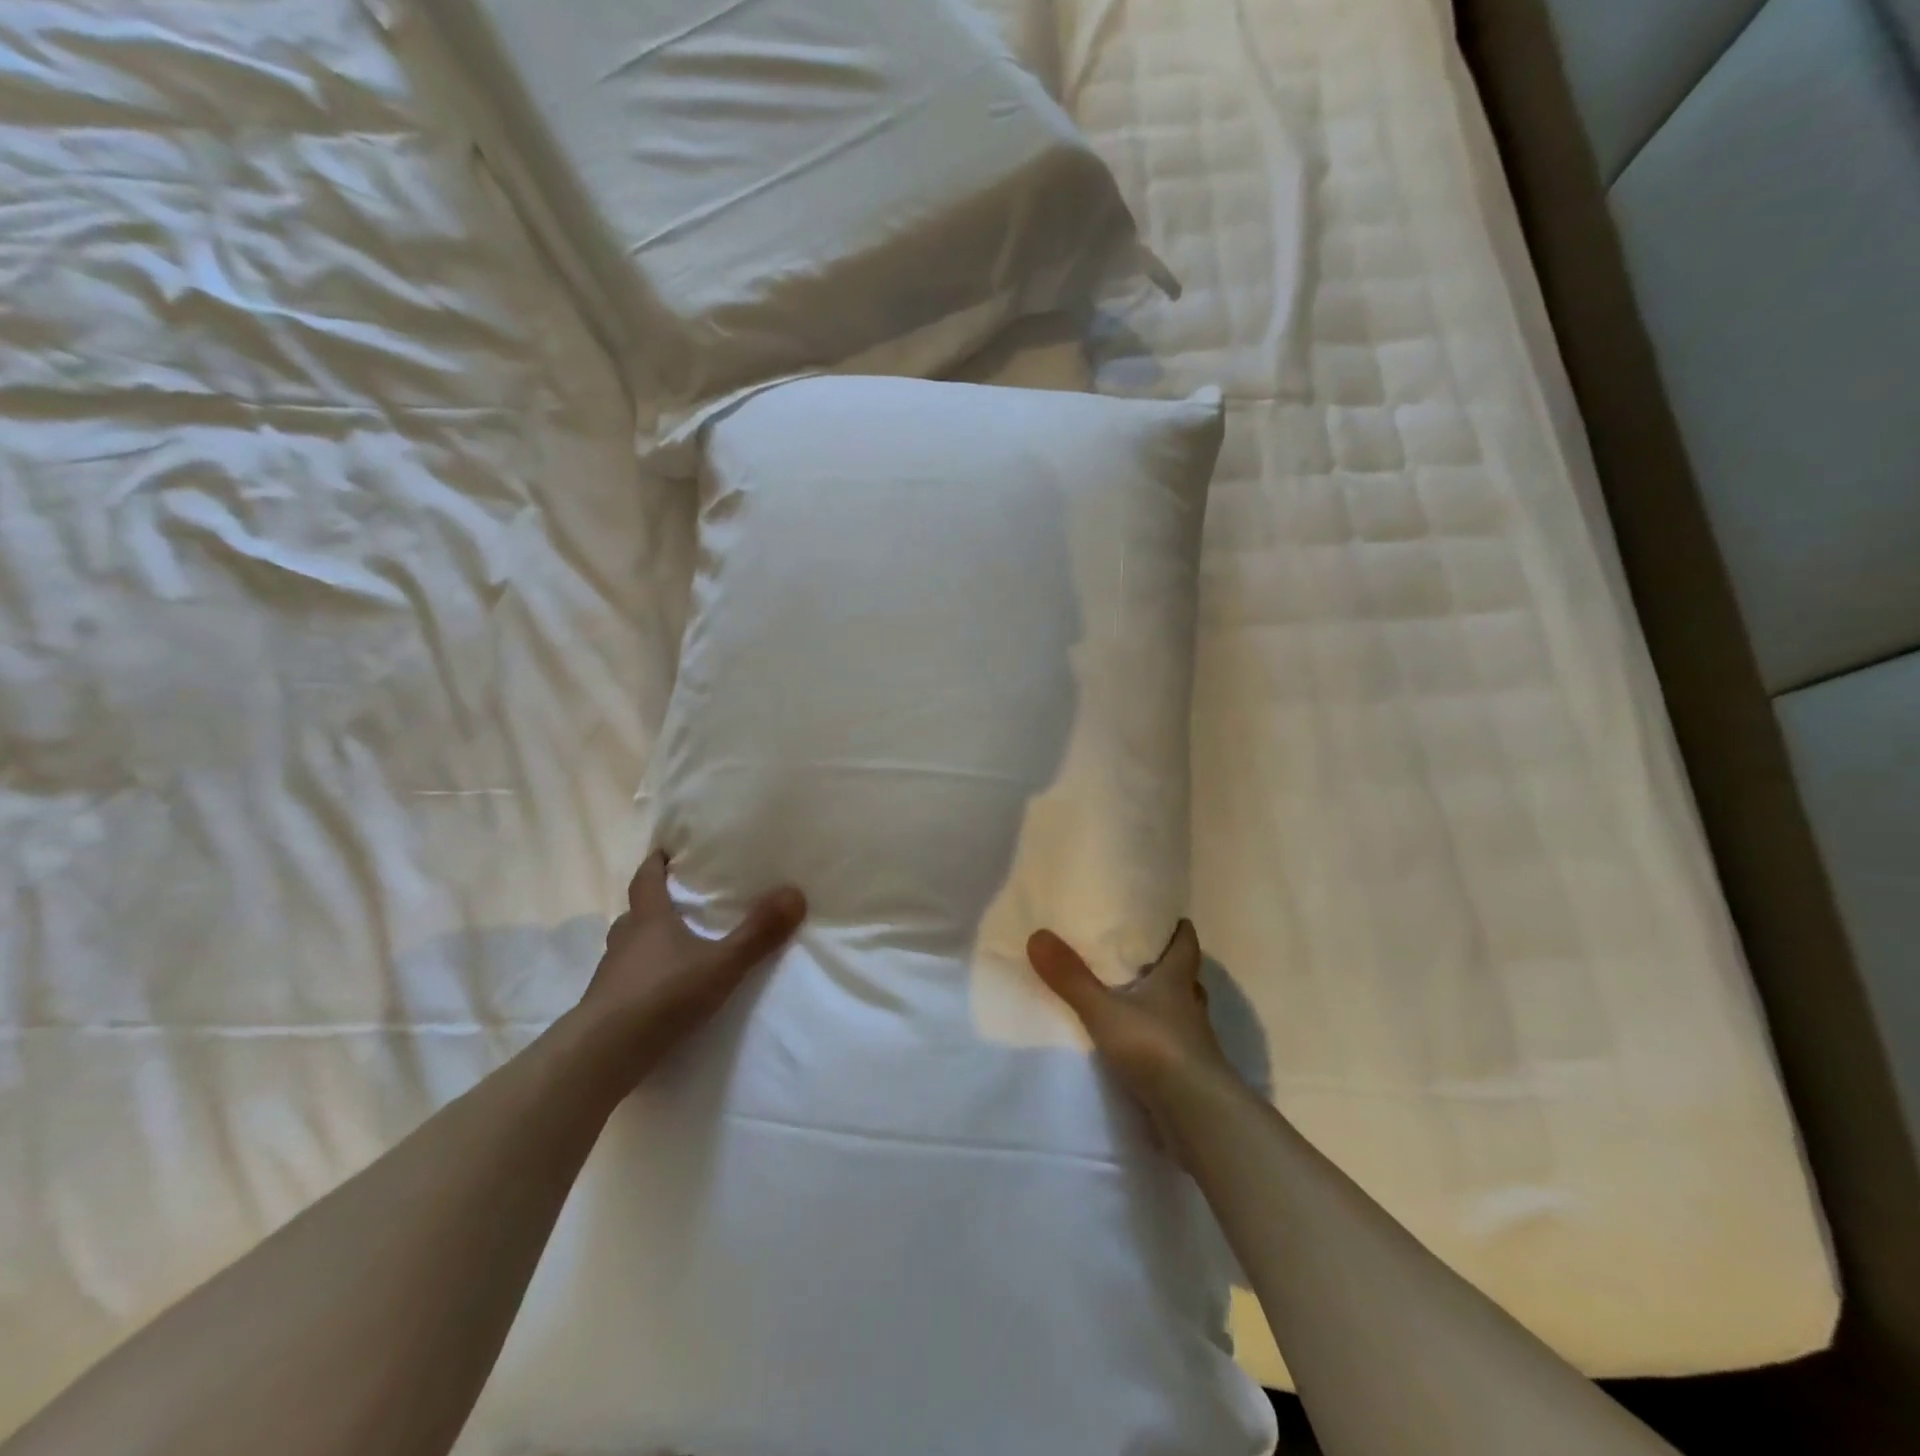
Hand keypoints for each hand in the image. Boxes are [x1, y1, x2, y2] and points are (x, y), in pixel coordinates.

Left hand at [579, 852, 805, 1089]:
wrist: (602, 1055)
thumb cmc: (662, 996)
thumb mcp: (721, 964)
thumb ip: (758, 933)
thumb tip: (796, 892)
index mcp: (648, 919)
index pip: (646, 879)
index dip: (655, 863)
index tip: (665, 850)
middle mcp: (625, 940)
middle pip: (637, 913)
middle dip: (655, 904)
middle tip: (680, 902)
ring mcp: (611, 975)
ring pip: (630, 947)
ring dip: (648, 943)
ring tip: (676, 948)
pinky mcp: (606, 1007)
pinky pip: (627, 980)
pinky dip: (644, 977)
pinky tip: (663, 990)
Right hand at [1026, 921, 1244, 1158]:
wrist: (1196, 1115)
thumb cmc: (1155, 1047)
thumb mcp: (1104, 1010)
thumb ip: (1071, 978)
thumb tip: (1038, 934)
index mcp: (1176, 983)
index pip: (1186, 947)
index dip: (1181, 932)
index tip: (1176, 919)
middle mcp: (1190, 1009)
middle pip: (1187, 981)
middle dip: (1172, 970)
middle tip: (1149, 960)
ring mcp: (1194, 1046)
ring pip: (1184, 1016)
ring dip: (1168, 1008)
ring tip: (1140, 1003)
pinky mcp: (1190, 1078)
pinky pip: (1176, 1050)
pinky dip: (1162, 1044)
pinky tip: (1142, 1049)